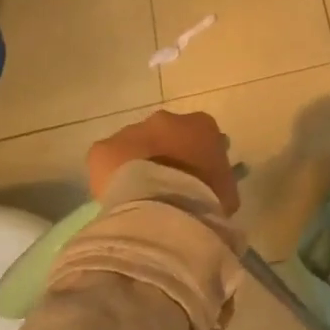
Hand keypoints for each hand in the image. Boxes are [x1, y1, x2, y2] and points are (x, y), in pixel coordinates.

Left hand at [87, 110, 240, 215]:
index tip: (196, 177)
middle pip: (165, 134)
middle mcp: (166, 119)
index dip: (197, 156)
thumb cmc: (204, 200)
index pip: (202, 134)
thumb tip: (212, 185)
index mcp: (202, 125)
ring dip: (137, 162)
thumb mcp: (226, 191)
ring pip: (134, 144)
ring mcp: (132, 131)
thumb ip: (219, 179)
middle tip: (166, 184)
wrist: (163, 210)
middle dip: (165, 154)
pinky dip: (111, 175)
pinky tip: (117, 197)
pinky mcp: (103, 149)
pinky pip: (107, 160)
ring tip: (139, 194)